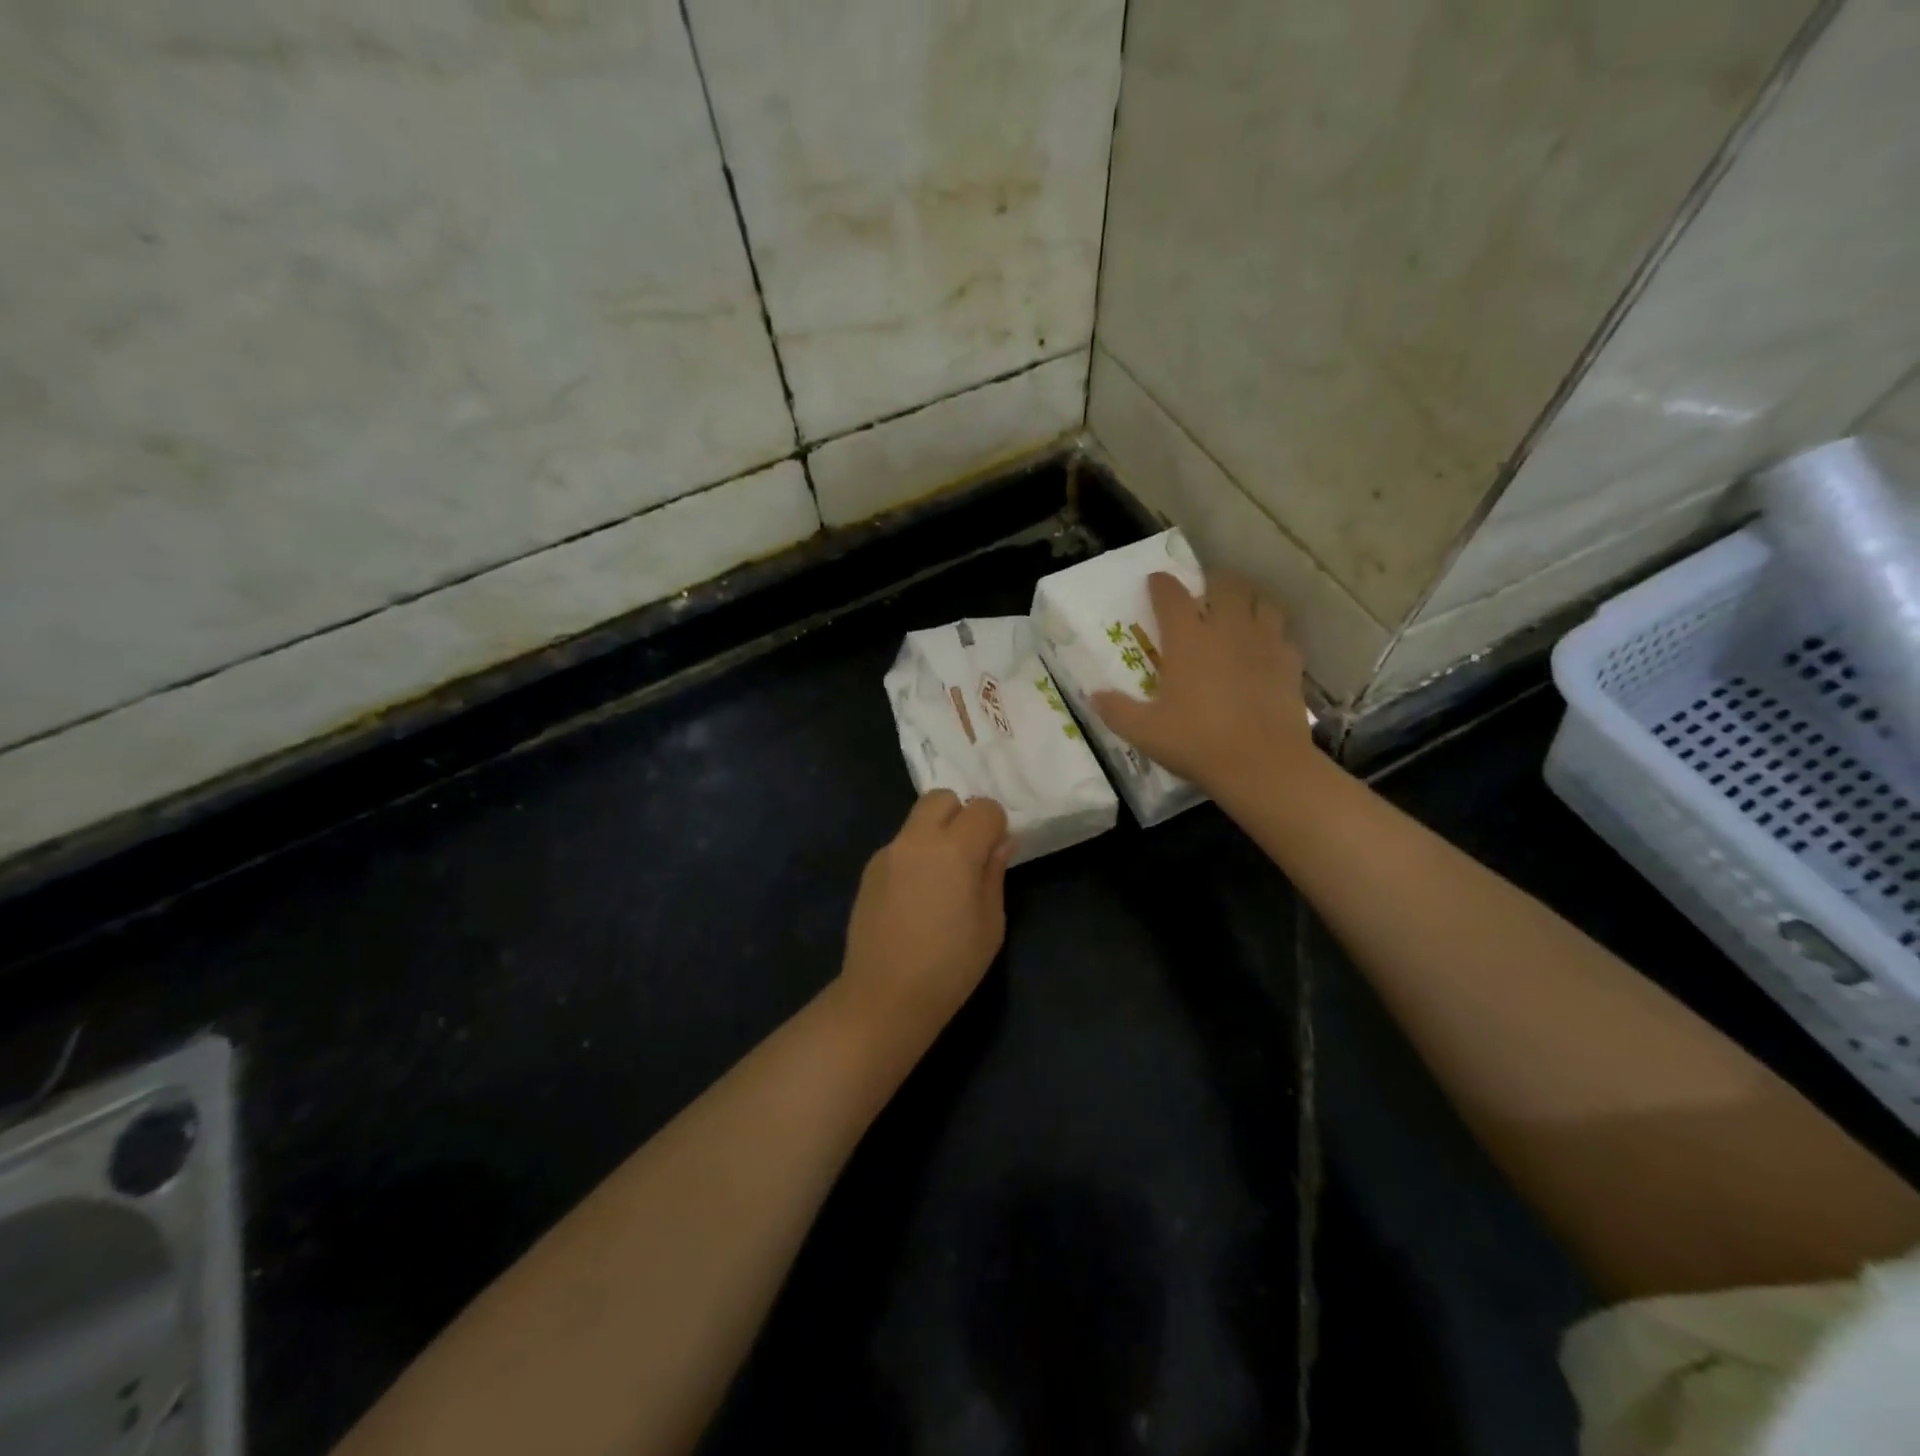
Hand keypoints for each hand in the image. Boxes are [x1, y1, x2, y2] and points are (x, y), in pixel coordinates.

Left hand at [838, 791, 1011, 1038]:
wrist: (885, 997)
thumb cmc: (950, 967)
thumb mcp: (990, 924)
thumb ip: (994, 873)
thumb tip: (1000, 843)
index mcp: (954, 850)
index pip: (983, 808)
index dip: (995, 826)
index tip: (996, 853)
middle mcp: (917, 840)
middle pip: (941, 798)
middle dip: (961, 815)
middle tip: (968, 854)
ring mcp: (888, 853)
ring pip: (917, 820)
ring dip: (935, 834)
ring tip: (941, 879)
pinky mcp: (869, 870)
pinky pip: (899, 846)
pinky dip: (914, 856)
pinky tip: (916, 897)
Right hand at [1092, 571, 1313, 805]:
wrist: (1261, 764)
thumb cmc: (1196, 742)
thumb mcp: (1144, 731)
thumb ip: (1116, 710)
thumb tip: (1093, 696)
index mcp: (1188, 639)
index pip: (1171, 596)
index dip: (1161, 584)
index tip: (1155, 582)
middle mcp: (1227, 630)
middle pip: (1225, 585)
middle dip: (1212, 581)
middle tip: (1203, 592)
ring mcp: (1264, 643)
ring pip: (1262, 602)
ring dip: (1248, 601)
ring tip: (1238, 612)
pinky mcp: (1290, 663)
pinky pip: (1283, 635)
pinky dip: (1273, 634)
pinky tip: (1265, 649)